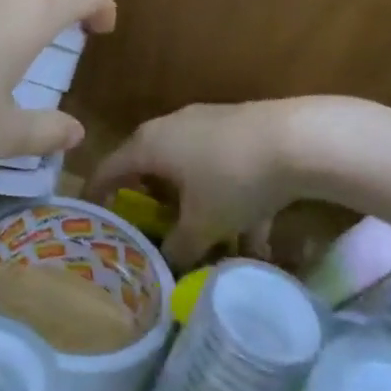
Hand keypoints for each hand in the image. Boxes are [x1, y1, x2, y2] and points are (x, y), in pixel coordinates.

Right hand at [84, 101, 314, 267]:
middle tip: (150, 233)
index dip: (96, 195)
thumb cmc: (233, 179)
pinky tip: (256, 239)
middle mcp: (170, 128)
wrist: (298, 139)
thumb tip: (168, 265)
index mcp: (149, 145)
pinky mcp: (238, 129)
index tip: (91, 218)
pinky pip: (221, 170)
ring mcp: (206, 124)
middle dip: (152, 205)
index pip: (108, 169)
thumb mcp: (204, 224)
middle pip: (149, 169)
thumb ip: (179, 248)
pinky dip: (230, 201)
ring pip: (191, 173)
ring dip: (198, 210)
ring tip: (214, 249)